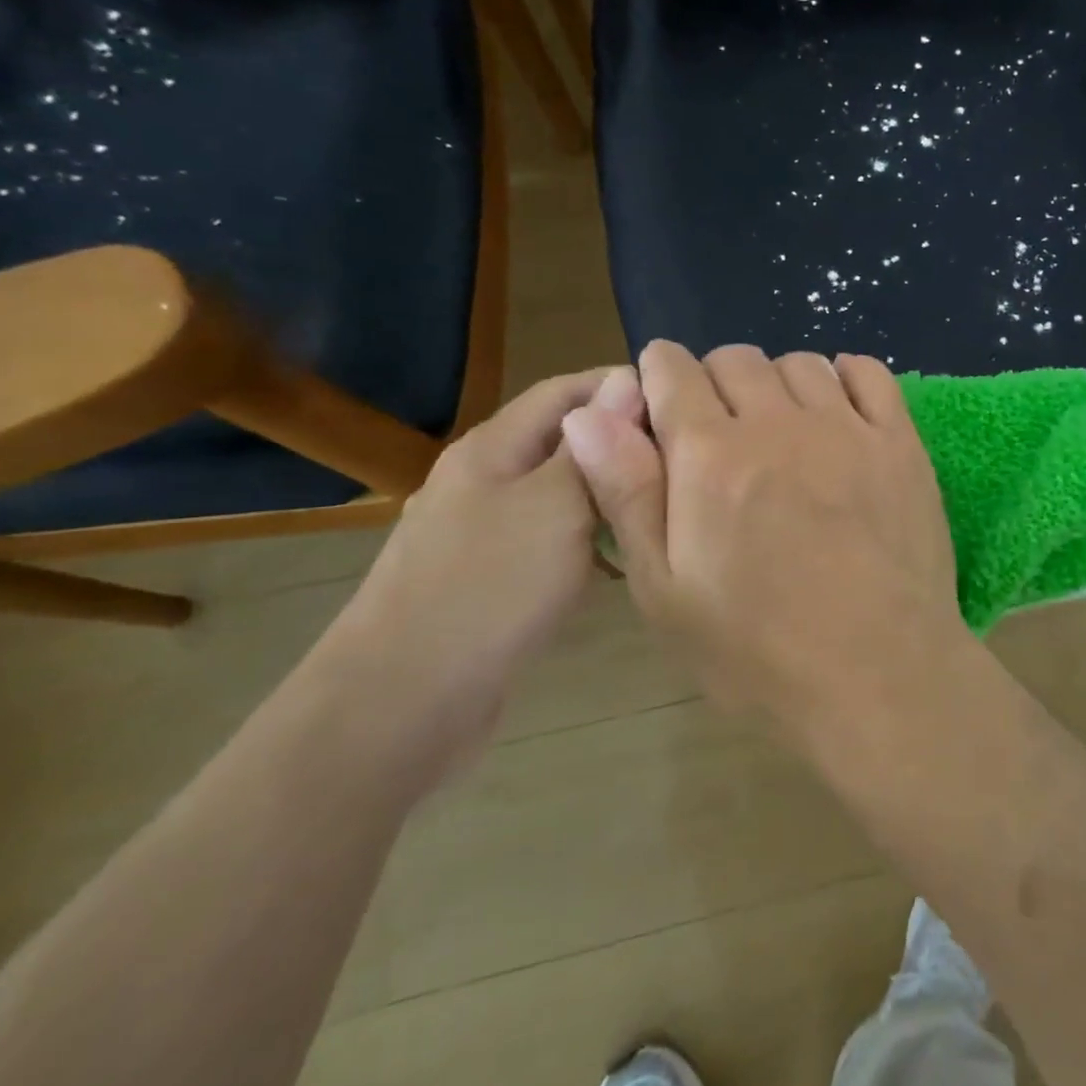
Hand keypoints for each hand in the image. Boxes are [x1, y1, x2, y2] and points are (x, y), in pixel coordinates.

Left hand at [312, 366, 644, 771]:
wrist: (401, 705)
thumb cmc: (488, 588)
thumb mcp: (555, 505)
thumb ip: (594, 445)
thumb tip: (628, 380)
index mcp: (492, 448)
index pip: (565, 389)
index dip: (622, 387)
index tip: (682, 402)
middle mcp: (483, 480)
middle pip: (564, 442)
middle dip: (622, 443)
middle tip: (685, 462)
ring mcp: (481, 533)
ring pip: (560, 495)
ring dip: (608, 495)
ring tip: (663, 508)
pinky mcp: (487, 580)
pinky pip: (549, 541)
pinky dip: (587, 542)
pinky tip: (619, 564)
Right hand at [562, 341, 965, 741]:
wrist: (880, 678)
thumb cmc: (758, 652)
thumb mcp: (665, 591)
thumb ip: (626, 493)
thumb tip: (586, 412)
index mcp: (710, 455)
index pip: (672, 370)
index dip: (659, 376)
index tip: (663, 405)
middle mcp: (778, 424)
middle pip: (735, 359)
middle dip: (714, 383)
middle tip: (720, 437)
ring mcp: (847, 428)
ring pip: (800, 362)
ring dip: (777, 384)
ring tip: (780, 432)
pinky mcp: (899, 443)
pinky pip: (868, 373)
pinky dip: (845, 376)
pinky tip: (838, 412)